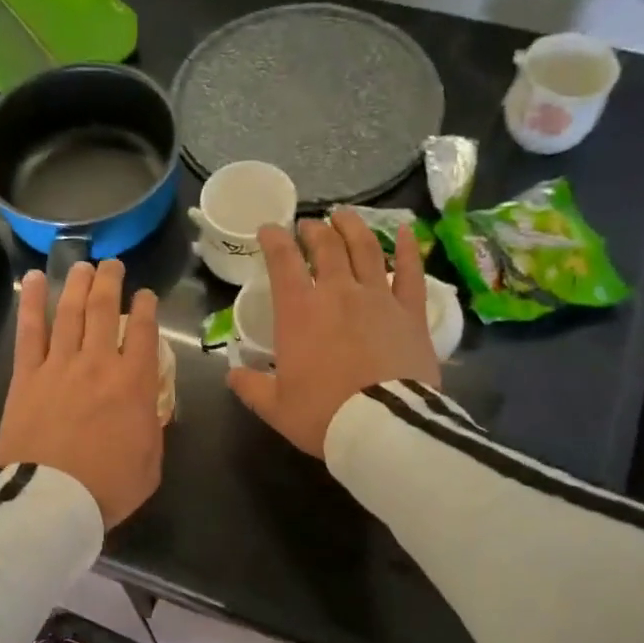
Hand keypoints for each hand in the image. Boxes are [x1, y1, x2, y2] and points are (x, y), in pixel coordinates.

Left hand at [0, 259, 163, 527]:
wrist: (54, 501)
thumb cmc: (109, 487)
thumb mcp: (151, 461)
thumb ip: (152, 425)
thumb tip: (147, 405)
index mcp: (135, 384)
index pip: (144, 332)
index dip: (146, 308)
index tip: (145, 295)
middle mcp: (99, 363)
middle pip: (105, 310)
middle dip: (112, 282)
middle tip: (113, 266)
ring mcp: (59, 366)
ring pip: (70, 312)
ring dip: (78, 284)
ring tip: (83, 264)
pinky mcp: (27, 376)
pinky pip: (30, 331)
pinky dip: (32, 302)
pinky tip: (34, 280)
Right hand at [227, 209, 440, 457]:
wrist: (382, 426)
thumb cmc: (322, 414)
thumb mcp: (275, 407)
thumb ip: (251, 387)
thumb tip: (232, 374)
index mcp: (299, 312)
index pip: (283, 262)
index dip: (274, 240)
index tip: (269, 229)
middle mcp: (338, 293)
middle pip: (326, 248)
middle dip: (313, 231)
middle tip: (308, 226)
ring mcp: (378, 298)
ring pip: (365, 249)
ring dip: (353, 228)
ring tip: (344, 216)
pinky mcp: (411, 312)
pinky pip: (410, 272)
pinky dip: (408, 248)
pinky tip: (406, 232)